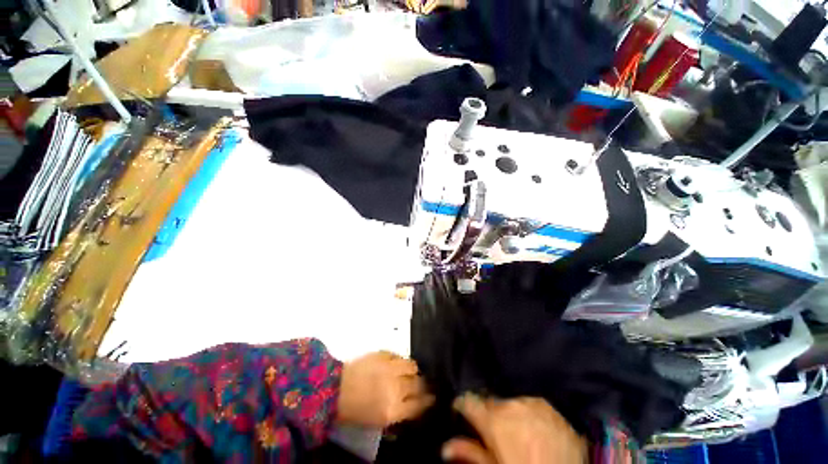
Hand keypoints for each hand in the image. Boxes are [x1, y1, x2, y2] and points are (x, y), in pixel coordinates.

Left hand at [336, 351, 433, 427]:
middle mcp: (395, 389)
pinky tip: (397, 363)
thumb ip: (398, 411)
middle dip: (423, 385)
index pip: (419, 405)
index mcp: (392, 410)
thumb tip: (412, 403)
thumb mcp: (377, 420)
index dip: (428, 401)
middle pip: (419, 384)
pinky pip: (399, 356)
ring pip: (412, 366)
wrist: (333, 388)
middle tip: (422, 384)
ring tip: (410, 371)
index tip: (432, 398)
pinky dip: (400, 360)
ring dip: (413, 370)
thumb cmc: (353, 410)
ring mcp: (389, 369)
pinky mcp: (383, 355)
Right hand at [442, 395, 587, 463]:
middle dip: (489, 413)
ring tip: (518, 433)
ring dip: (509, 412)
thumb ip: (470, 453)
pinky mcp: (550, 407)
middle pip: (490, 401)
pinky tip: (535, 429)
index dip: (462, 404)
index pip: (468, 400)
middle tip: (496, 432)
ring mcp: (532, 403)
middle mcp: (510, 405)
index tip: (461, 409)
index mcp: (494, 420)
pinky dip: (528, 413)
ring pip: (511, 402)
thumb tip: (445, 447)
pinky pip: (531, 404)